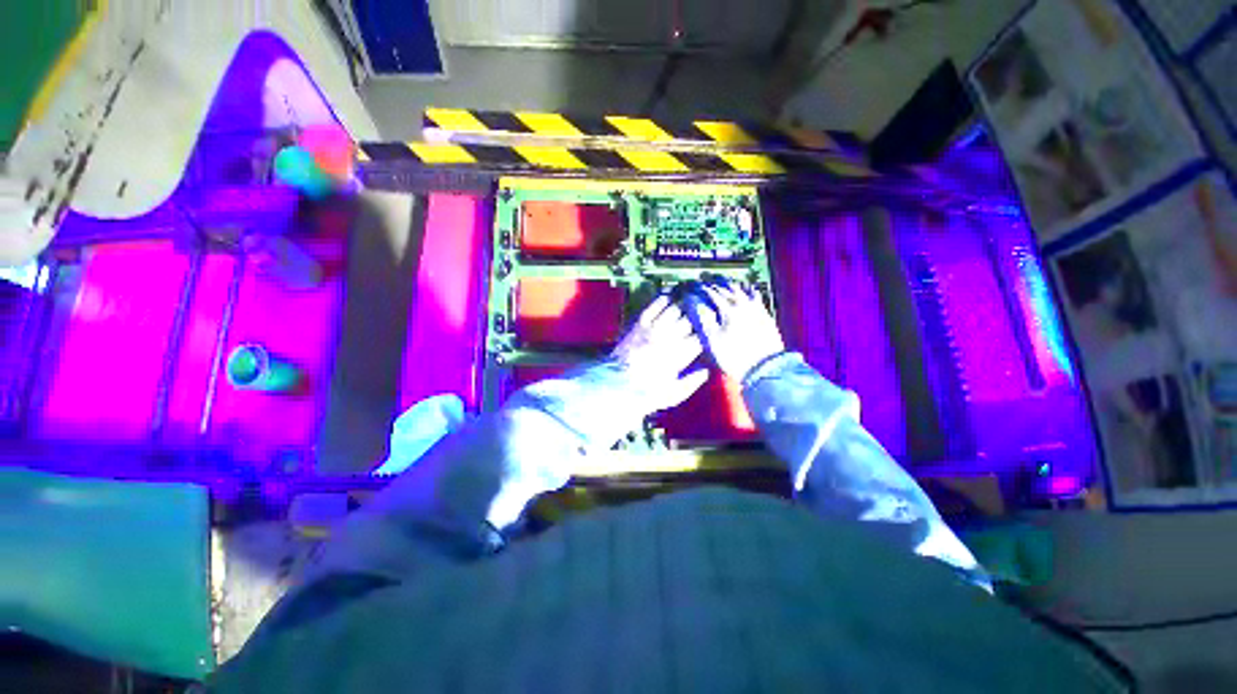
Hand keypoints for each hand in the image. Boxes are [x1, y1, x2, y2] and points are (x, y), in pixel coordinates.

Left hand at [610, 295, 709, 411]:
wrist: (615, 384)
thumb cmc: (645, 392)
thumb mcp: (672, 395)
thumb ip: (692, 382)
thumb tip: (707, 370)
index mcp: (678, 356)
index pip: (700, 338)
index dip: (709, 332)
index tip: (715, 330)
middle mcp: (667, 339)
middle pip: (690, 320)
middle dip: (700, 316)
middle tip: (708, 311)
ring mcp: (652, 329)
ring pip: (675, 309)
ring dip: (686, 304)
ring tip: (694, 300)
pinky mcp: (639, 324)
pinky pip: (654, 306)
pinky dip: (664, 299)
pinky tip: (672, 297)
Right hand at [698, 281, 784, 381]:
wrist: (765, 368)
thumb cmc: (735, 357)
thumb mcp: (712, 340)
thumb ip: (702, 318)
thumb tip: (693, 303)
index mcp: (728, 310)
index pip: (710, 292)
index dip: (699, 287)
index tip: (691, 286)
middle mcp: (742, 304)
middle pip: (725, 286)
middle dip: (712, 282)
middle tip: (703, 279)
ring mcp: (756, 308)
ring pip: (741, 288)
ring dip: (729, 283)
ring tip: (721, 281)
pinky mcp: (764, 314)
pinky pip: (754, 295)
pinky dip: (747, 289)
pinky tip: (745, 289)